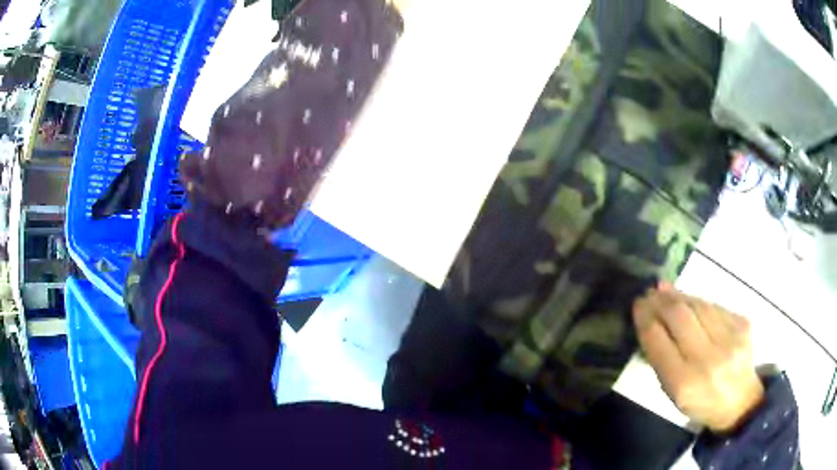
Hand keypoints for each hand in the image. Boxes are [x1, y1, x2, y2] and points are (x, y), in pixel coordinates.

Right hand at [632, 285, 764, 432]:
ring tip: (665, 290)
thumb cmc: (700, 401)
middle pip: (680, 316)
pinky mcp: (743, 324)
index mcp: (684, 383)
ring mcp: (729, 338)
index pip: (658, 342)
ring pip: (699, 305)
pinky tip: (690, 300)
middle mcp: (708, 359)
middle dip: (661, 300)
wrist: (739, 401)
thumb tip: (650, 322)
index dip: (646, 318)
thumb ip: (661, 360)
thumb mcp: (673, 393)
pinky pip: (715, 305)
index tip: (637, 305)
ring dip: (679, 295)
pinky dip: (699, 301)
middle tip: (649, 292)